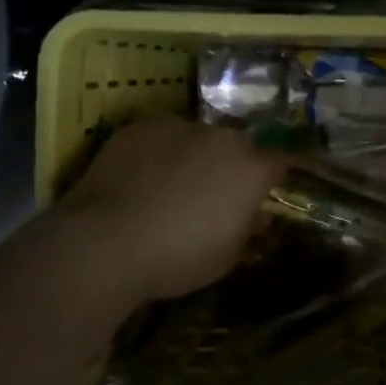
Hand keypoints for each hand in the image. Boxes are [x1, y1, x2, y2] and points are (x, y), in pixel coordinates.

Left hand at [52, 116, 291, 305]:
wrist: (104, 242)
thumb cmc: (177, 257)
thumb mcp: (226, 257)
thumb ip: (248, 229)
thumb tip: (257, 216)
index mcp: (251, 169)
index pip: (281, 162)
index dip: (275, 178)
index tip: (266, 193)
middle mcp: (222, 138)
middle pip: (239, 145)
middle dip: (234, 165)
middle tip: (216, 194)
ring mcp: (180, 126)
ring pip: (198, 137)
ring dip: (196, 155)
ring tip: (173, 185)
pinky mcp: (141, 126)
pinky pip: (161, 136)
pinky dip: (159, 151)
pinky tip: (142, 176)